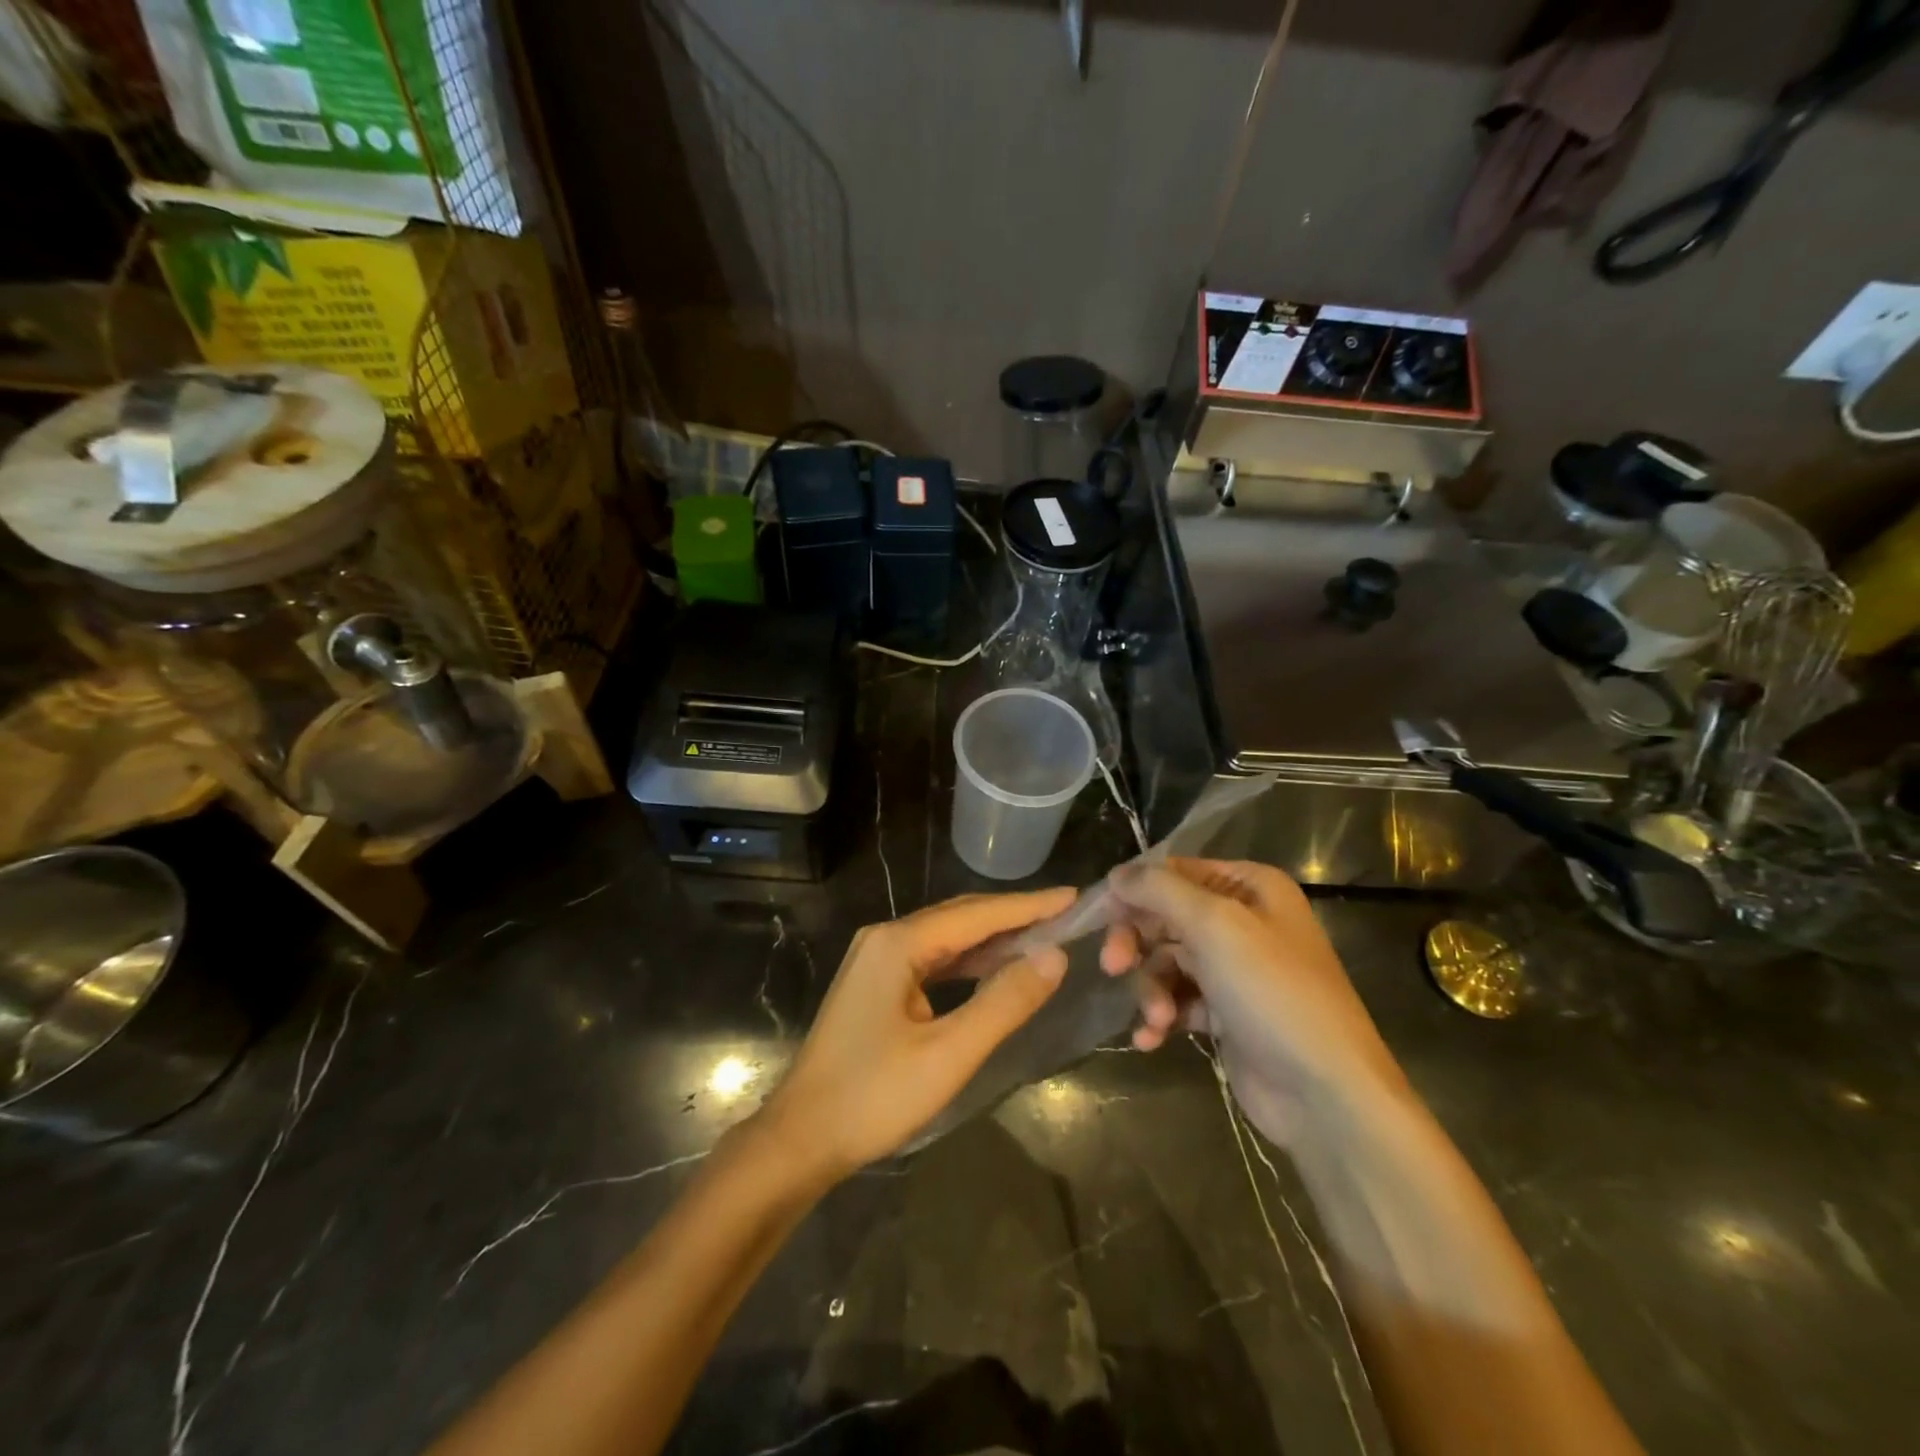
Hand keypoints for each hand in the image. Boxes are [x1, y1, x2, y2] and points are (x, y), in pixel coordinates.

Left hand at [757, 888, 1074, 1179]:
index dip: (1028, 906)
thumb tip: (1056, 957)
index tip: (1073, 896)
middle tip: (1066, 915)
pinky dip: (968, 961)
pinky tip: (994, 968)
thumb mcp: (948, 1055)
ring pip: (946, 938)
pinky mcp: (876, 983)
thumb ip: (1004, 1003)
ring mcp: (876, 960)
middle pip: (960, 918)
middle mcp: (885, 938)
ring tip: (1043, 937)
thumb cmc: (873, 1098)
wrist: (800, 1139)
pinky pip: (932, 959)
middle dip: (1013, 916)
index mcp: (898, 944)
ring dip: (992, 939)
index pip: (976, 914)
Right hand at [1099, 858, 1402, 1145]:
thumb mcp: (1214, 925)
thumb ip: (1159, 890)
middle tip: (1113, 966)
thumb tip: (1117, 873)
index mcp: (1250, 887)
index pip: (1175, 872)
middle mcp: (1244, 921)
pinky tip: (1151, 1038)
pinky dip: (1161, 1016)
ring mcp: (1236, 971)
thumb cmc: (1272, 993)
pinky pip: (1178, 1001)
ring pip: (1167, 962)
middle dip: (1137, 943)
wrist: (1325, 1094)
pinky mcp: (1227, 1015)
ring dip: (1151, 988)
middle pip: (1166, 917)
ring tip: (1156, 1017)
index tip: (1099, 915)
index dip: (1134, 891)